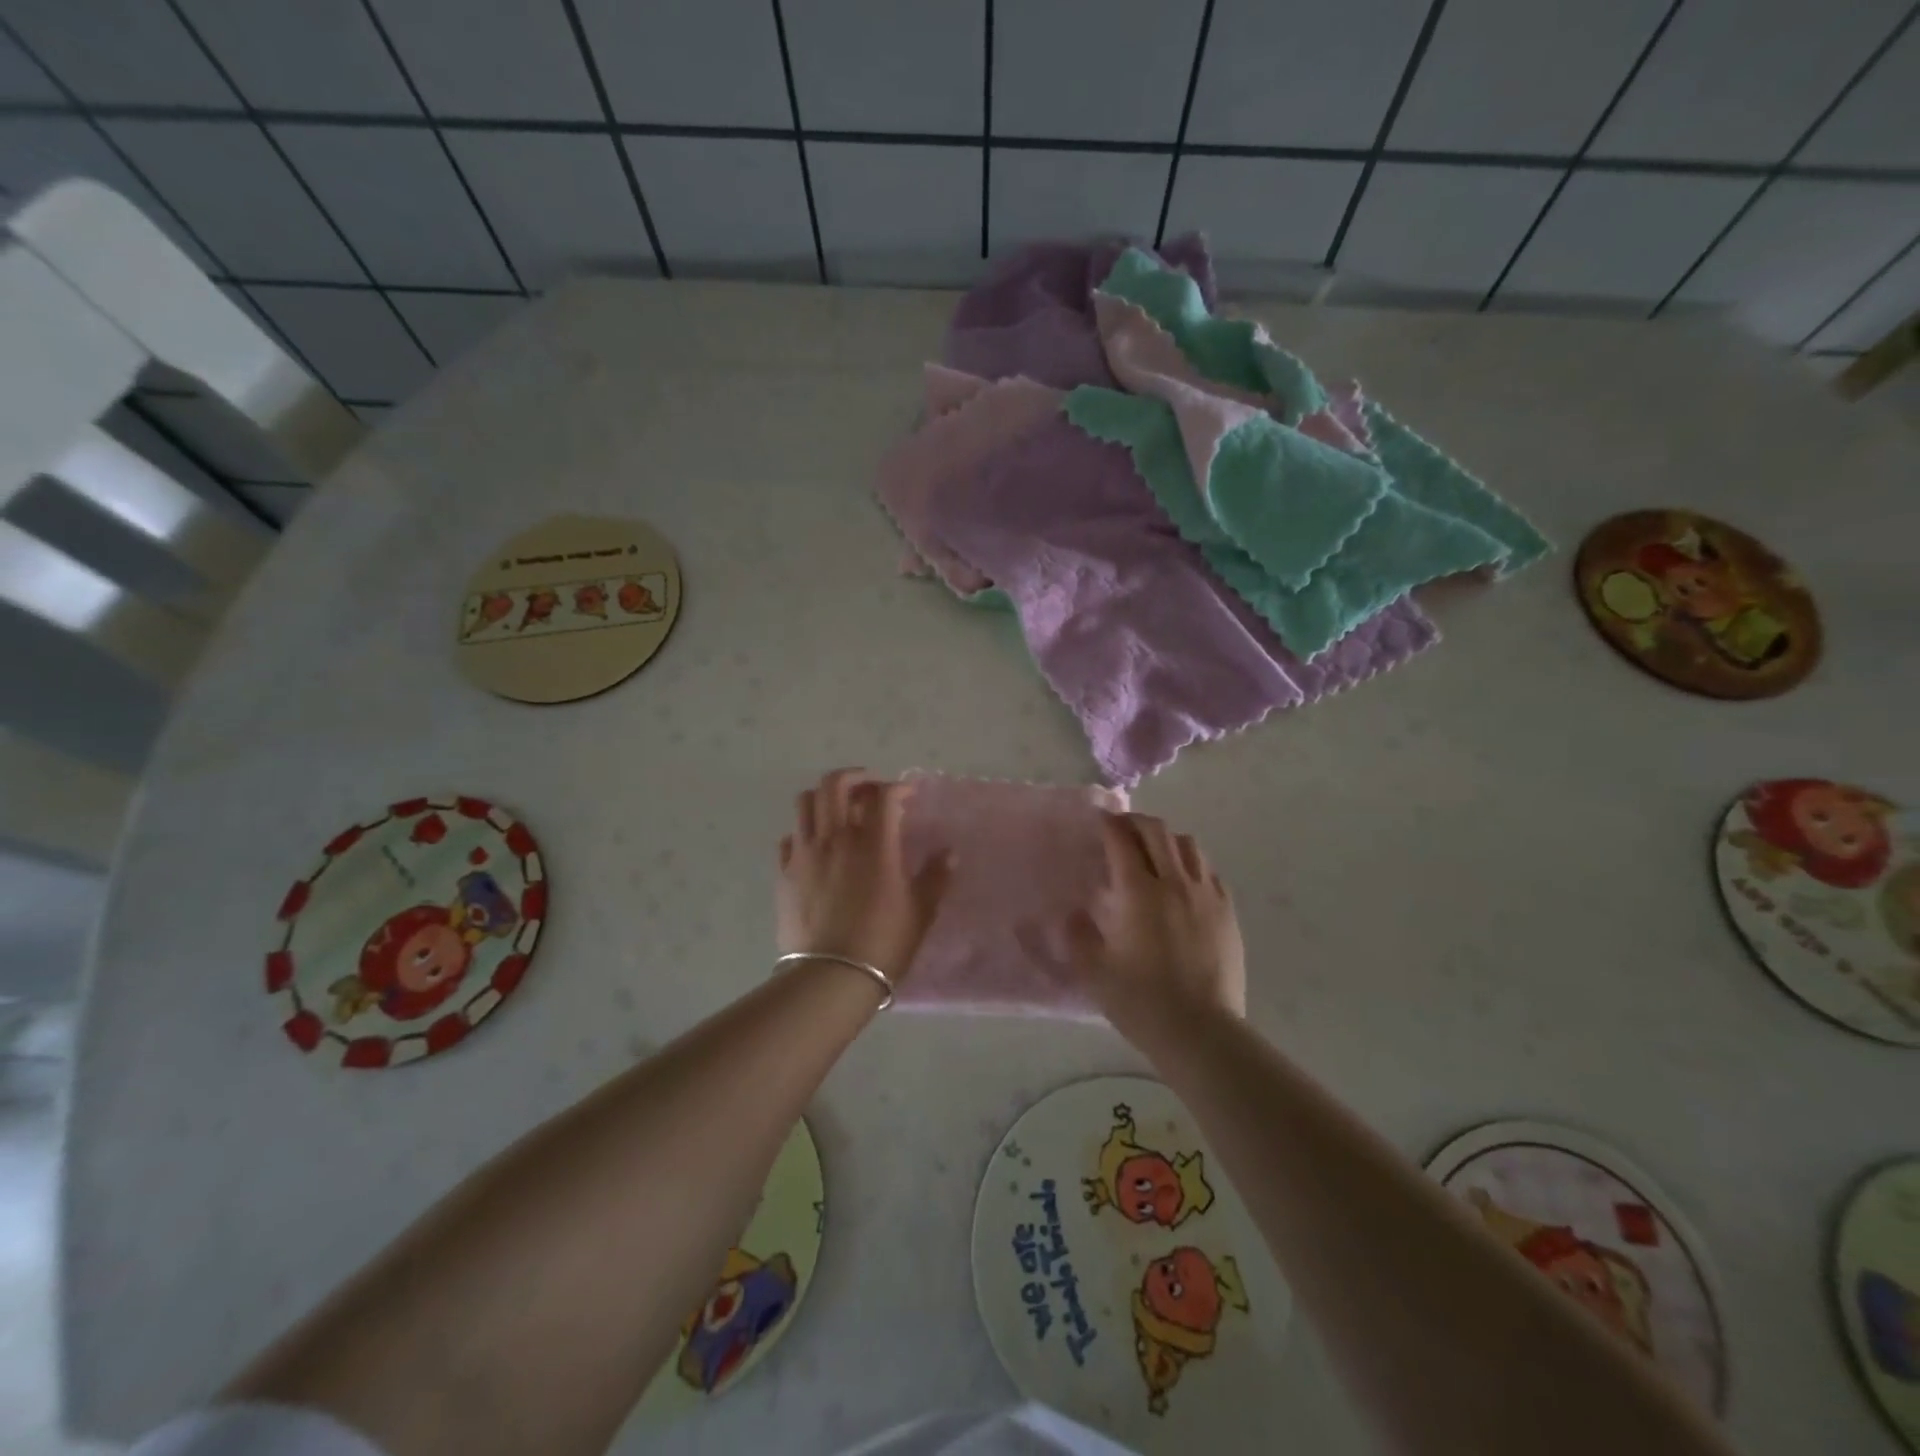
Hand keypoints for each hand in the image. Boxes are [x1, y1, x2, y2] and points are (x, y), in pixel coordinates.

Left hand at [776, 769, 952, 987]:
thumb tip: (949, 852)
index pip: (884, 796)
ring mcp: (805, 853)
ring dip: (824, 797)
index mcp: (874, 844)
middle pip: (835, 784)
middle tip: (868, 789)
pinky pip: (791, 837)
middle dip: (855, 778)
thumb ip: (936, 876)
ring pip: (806, 802)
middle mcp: (836, 838)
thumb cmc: (883, 943)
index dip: (898, 788)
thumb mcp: (921, 911)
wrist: (830, 977)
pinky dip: (805, 831)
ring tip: (838, 810)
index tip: (908, 796)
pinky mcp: (785, 872)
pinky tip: (817, 847)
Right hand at [1039, 812, 1245, 1039]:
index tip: (1099, 820)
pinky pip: (1209, 871)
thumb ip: (1077, 936)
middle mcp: (1174, 883)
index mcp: (1139, 893)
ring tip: (1153, 850)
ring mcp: (1206, 896)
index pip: (1122, 841)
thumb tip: (1074, 913)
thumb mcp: (1093, 972)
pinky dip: (1191, 863)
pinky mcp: (1227, 912)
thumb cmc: (1142, 1002)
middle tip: (1121, 828)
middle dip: (1136, 822)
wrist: (1202, 1033)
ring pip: (1188, 845)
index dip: (1109, 824)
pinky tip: (1183, 880)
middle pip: (1157, 833)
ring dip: (1166, 838)